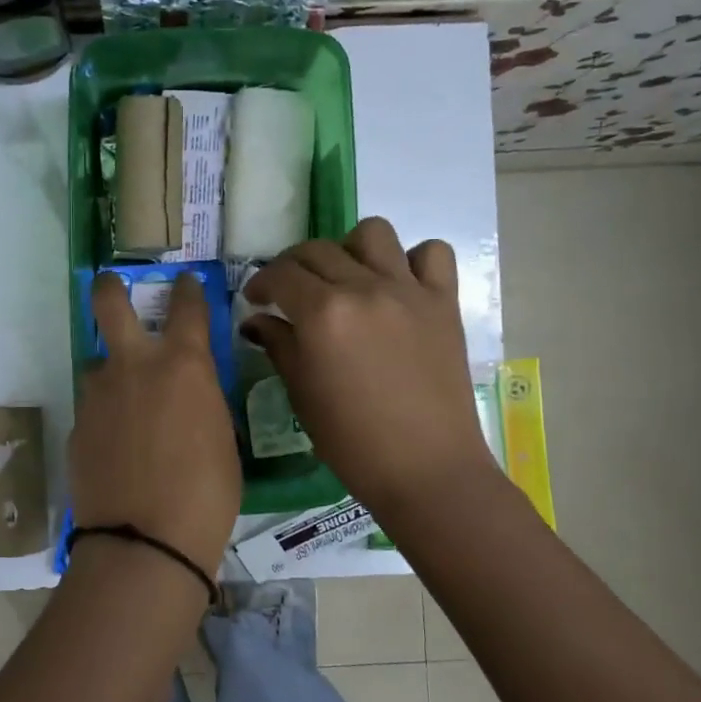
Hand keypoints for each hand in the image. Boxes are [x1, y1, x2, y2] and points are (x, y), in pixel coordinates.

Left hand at [70, 272, 241, 577]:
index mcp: (184, 364)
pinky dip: (105, 416)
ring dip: (112, 373)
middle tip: (112, 286)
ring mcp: (98, 395)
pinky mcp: (76, 427)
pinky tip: (117, 446)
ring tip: (126, 405)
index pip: (187, 305)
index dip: (187, 288)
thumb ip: (202, 402)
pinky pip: (93, 408)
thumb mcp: (222, 439)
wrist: (146, 542)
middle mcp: (135, 366)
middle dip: (110, 288)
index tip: (185, 281)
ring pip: (98, 364)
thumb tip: (190, 397)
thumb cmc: (207, 493)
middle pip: (109, 304)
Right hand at [242, 217, 492, 519]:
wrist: (425, 468)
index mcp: (322, 313)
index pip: (281, 274)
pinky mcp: (444, 302)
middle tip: (290, 291)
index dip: (261, 282)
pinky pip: (432, 253)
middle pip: (318, 249)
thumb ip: (278, 346)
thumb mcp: (302, 393)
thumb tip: (256, 321)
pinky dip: (412, 260)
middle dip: (293, 265)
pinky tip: (399, 285)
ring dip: (350, 249)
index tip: (256, 298)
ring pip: (373, 233)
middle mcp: (364, 288)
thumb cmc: (351, 441)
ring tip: (347, 278)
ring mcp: (408, 291)